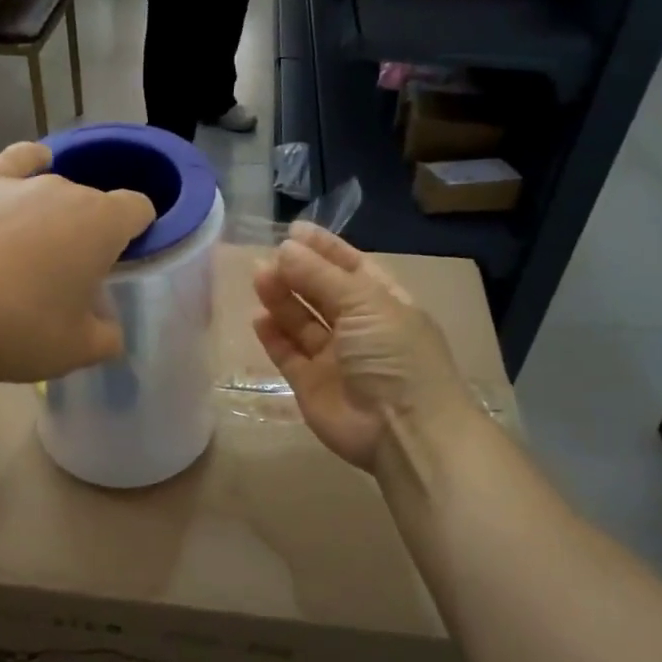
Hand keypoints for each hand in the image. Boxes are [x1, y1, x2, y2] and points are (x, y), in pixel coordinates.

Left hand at [0, 142, 155, 381]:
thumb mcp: (75, 350)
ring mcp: (19, 184)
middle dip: (90, 233)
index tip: (123, 262)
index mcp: (102, 224)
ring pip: (53, 188)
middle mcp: (66, 191)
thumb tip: (108, 329)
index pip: (138, 209)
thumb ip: (106, 337)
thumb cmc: (17, 327)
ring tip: (35, 250)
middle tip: (69, 279)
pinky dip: (26, 166)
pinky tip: (27, 170)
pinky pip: (14, 163)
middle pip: (93, 203)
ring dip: (54, 214)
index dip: (139, 231)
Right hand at [251, 224, 469, 470]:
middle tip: (265, 258)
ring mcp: (334, 358)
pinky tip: (258, 318)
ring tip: (258, 278)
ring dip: (281, 300)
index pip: (351, 267)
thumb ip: (321, 276)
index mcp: (384, 303)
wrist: (402, 430)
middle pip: (322, 293)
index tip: (293, 231)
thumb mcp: (365, 304)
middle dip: (296, 273)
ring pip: (302, 322)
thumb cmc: (394, 356)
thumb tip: (285, 249)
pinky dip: (273, 336)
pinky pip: (288, 354)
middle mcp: (360, 327)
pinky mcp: (311, 384)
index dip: (324, 248)